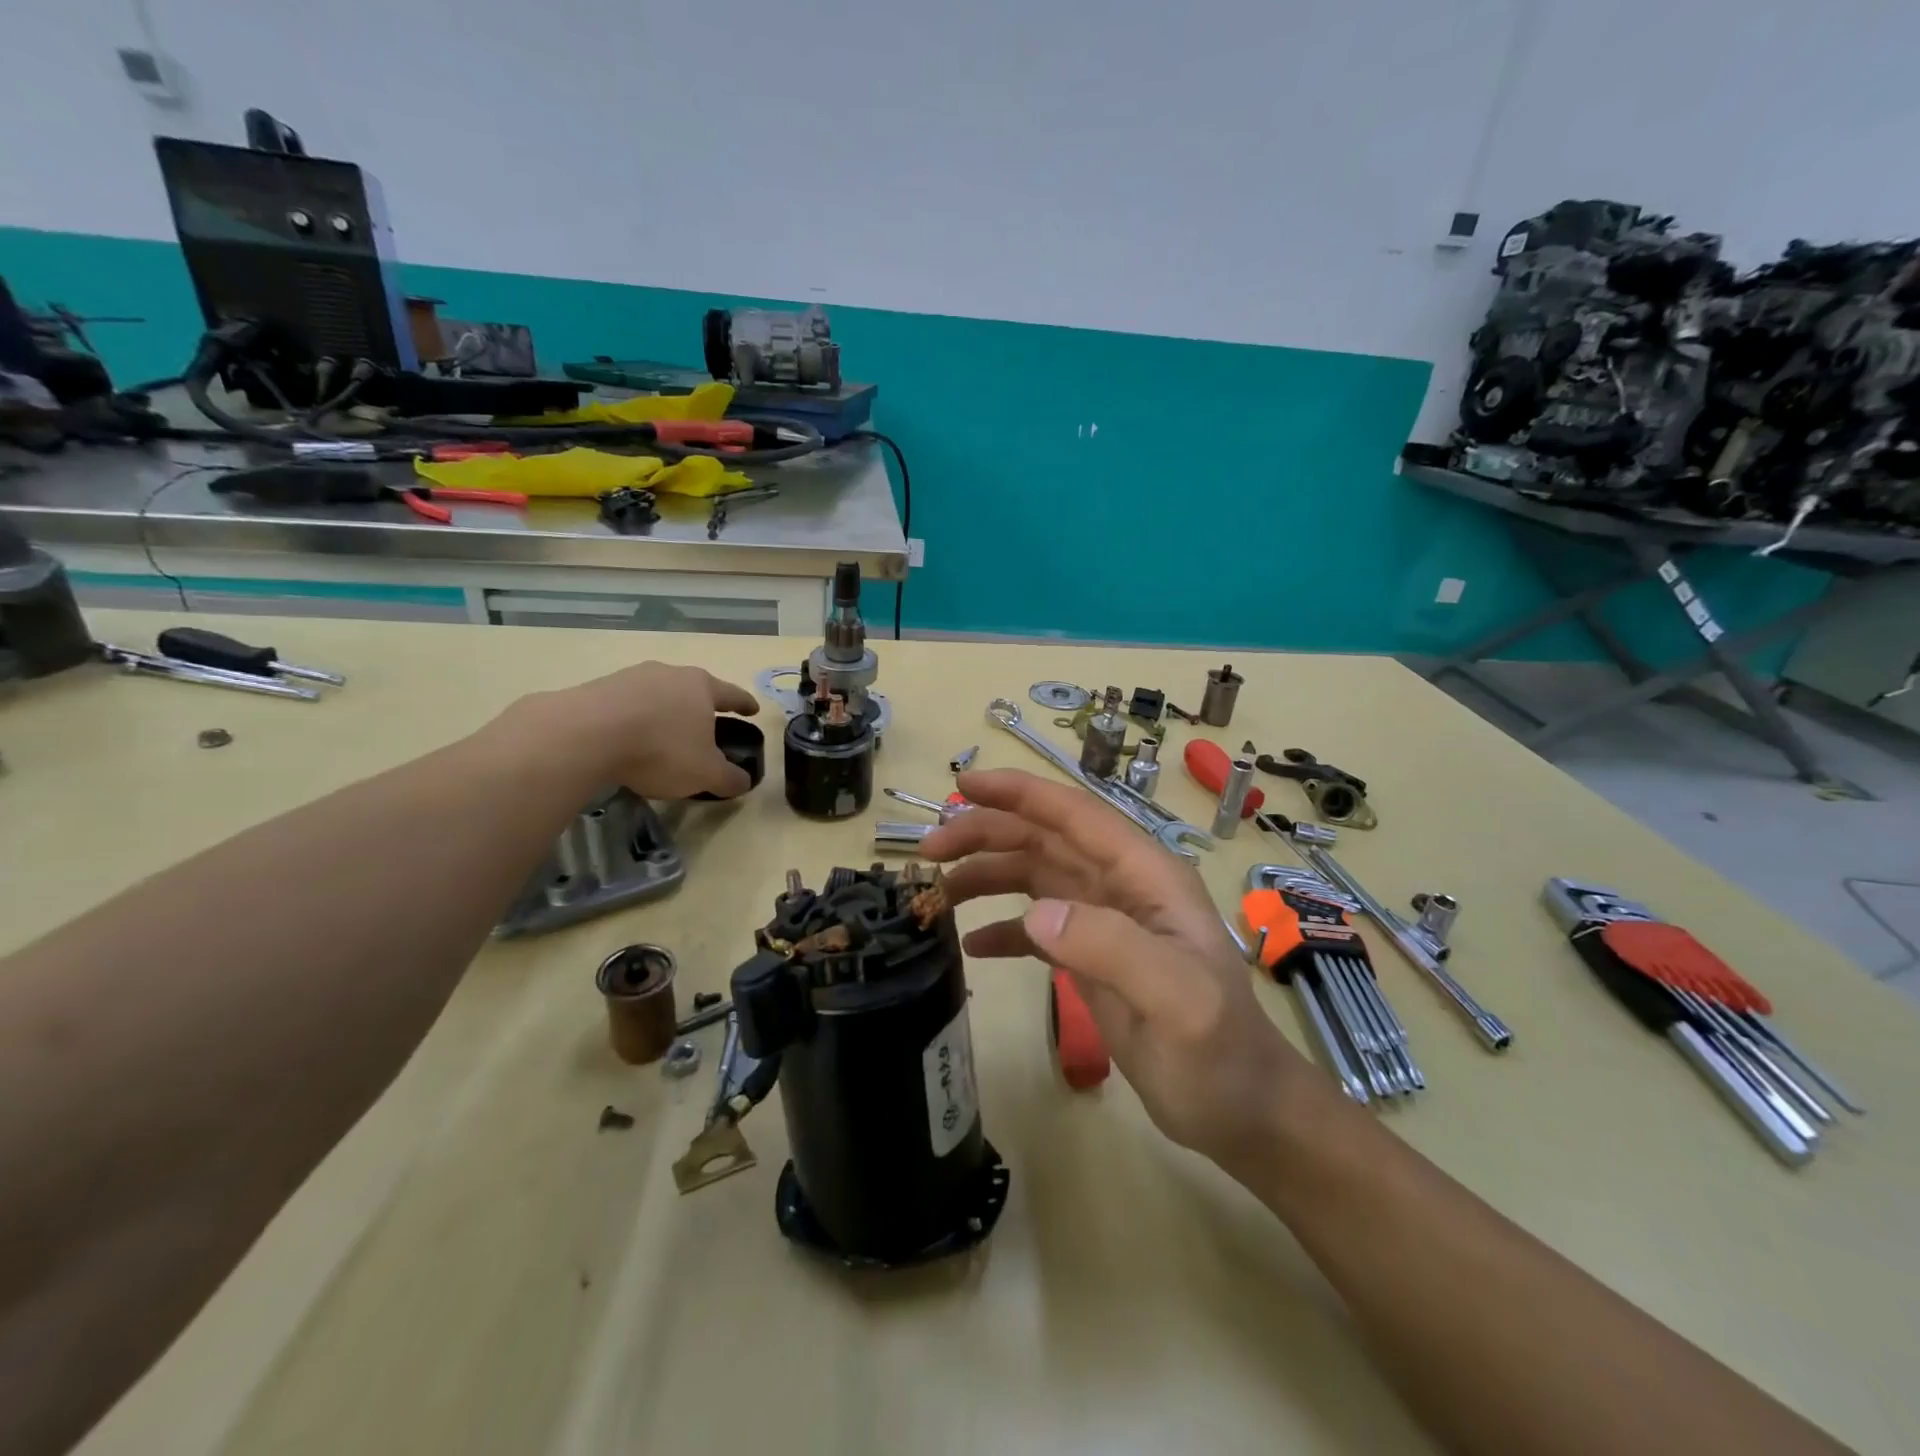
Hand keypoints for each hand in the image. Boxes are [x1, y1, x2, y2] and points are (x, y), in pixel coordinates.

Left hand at [505, 662, 759, 799]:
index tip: (752, 709)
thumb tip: (743, 782)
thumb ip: (728, 778)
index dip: (744, 704)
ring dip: (664, 712)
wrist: (586, 734)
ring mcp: (631, 678)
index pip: (732, 694)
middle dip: (700, 707)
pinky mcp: (597, 688)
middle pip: (692, 689)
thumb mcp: (705, 773)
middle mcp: (669, 674)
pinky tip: (629, 740)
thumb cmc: (661, 749)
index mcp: (701, 687)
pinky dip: (634, 720)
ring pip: (657, 695)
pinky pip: (626, 705)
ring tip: (663, 736)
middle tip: (705, 726)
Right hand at [919, 768, 1312, 1170]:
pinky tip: (971, 947)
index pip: (1075, 815)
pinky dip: (1003, 929)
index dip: (1020, 793)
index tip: (966, 784)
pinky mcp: (1092, 958)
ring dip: (986, 876)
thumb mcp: (1177, 1000)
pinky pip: (1036, 929)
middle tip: (928, 850)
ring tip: (936, 894)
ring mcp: (1105, 922)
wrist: (1244, 1112)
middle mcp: (1121, 886)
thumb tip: (1035, 913)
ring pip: (1034, 878)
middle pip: (1044, 840)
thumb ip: (1111, 947)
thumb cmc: (1220, 1053)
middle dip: (986, 834)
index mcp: (1145, 876)